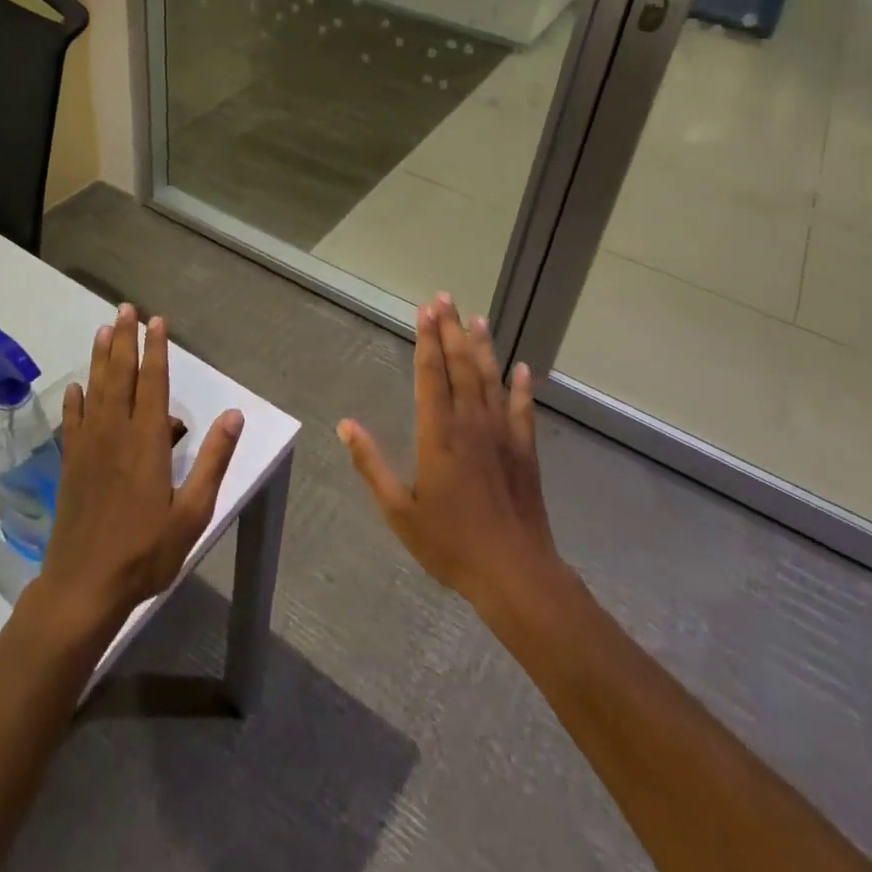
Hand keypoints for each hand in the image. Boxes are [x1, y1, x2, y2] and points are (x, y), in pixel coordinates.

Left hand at [33, 305, 242, 635]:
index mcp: (148, 443)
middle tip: (124, 309)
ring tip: (102, 330)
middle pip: (120, 377)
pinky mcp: (70, 466)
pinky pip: (72, 423)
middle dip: (123, 340)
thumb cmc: (146, 552)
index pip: (154, 384)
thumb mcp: (193, 512)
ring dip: (99, 359)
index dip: (156, 350)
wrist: (83, 587)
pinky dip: (74, 401)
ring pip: (95, 391)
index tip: (155, 322)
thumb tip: (234, 415)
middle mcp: (116, 435)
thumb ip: (213, 460)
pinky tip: (74, 388)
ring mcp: (88, 448)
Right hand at [339, 294, 560, 611]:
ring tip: (478, 318)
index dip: (427, 339)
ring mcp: (502, 434)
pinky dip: (522, 387)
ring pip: (491, 379)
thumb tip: (346, 425)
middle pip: (461, 365)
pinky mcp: (525, 451)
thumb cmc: (450, 543)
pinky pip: (523, 410)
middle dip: (451, 330)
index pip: (431, 374)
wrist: (514, 573)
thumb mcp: (399, 510)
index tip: (425, 310)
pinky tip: (522, 368)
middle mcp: (471, 423)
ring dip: (483, 347)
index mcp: (438, 433)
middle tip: (445, 298)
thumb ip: (371, 463)